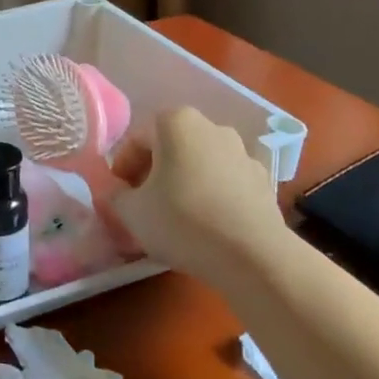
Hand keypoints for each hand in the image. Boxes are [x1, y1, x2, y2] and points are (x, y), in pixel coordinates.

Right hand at [110, 107, 288, 277]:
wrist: (254, 256)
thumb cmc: (182, 221)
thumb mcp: (131, 212)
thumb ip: (115, 196)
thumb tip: (116, 192)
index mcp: (175, 122)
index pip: (136, 140)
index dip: (122, 169)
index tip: (119, 196)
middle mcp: (211, 126)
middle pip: (170, 148)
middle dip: (154, 173)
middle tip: (143, 205)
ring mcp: (242, 152)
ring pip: (199, 164)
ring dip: (184, 183)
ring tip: (177, 218)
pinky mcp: (263, 180)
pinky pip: (226, 183)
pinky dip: (213, 196)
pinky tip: (208, 226)